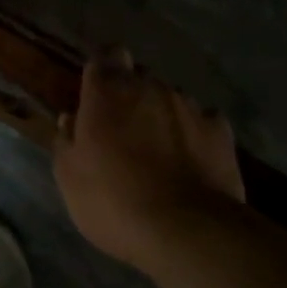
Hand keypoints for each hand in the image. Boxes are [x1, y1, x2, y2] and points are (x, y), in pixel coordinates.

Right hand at [53, 48, 245, 269]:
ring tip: (159, 151)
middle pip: (138, 77)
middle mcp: (149, 87)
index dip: (103, 69)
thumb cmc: (114, 200)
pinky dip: (194, 133)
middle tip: (123, 129)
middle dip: (131, 95)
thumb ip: (66, 140)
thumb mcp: (70, 177)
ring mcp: (189, 106)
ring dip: (162, 115)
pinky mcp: (220, 131)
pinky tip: (190, 158)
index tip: (98, 91)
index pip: (105, 56)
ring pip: (171, 98)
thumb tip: (70, 119)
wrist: (186, 232)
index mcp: (107, 92)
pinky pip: (202, 121)